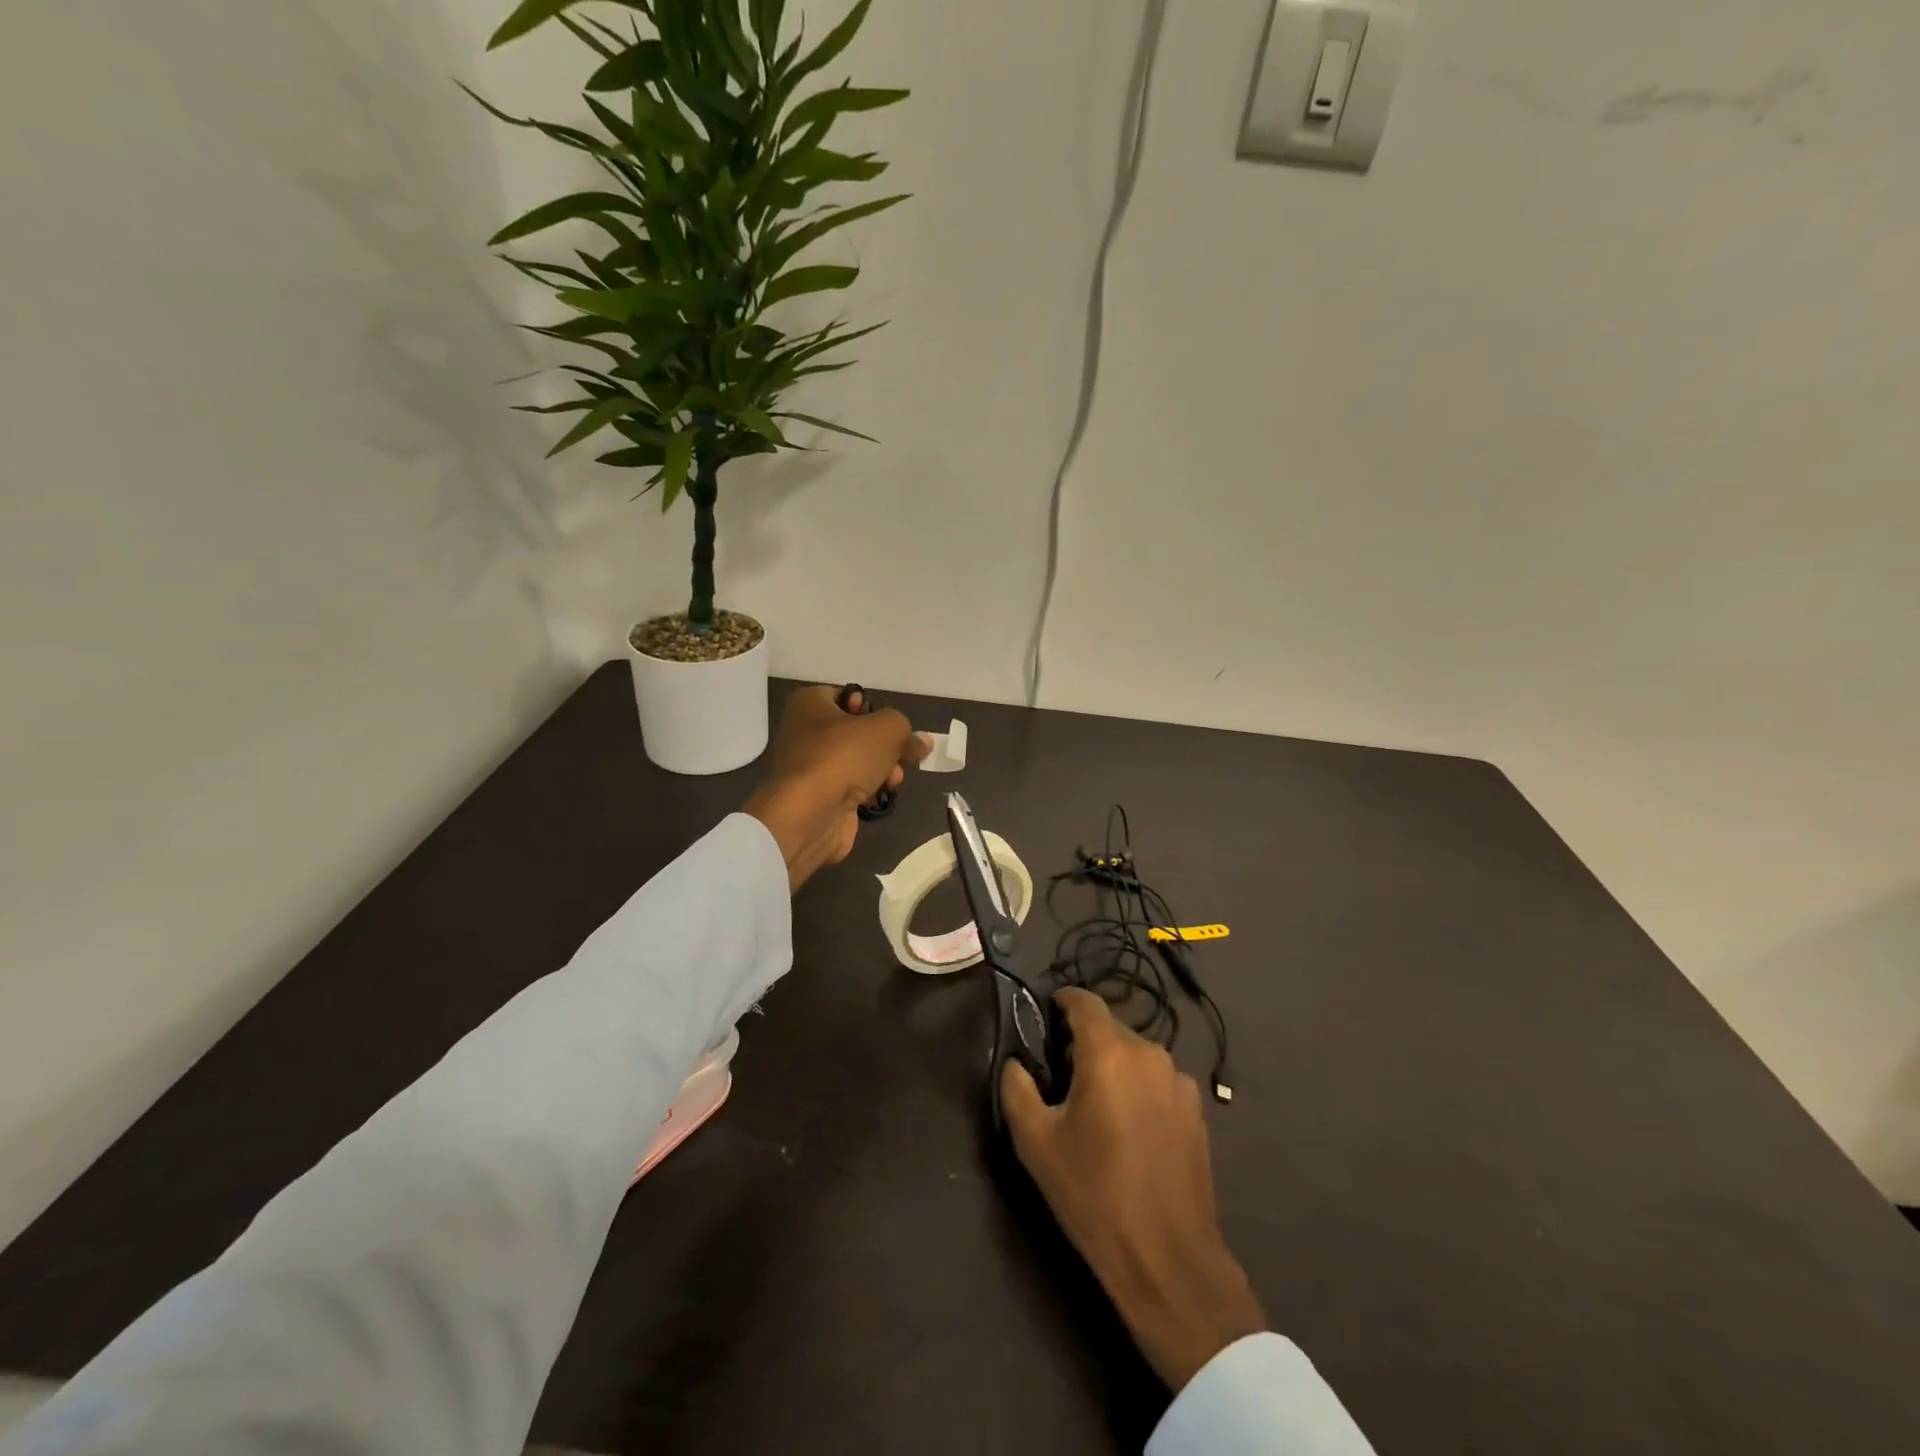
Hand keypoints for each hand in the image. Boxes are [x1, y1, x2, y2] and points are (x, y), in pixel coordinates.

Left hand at [744, 685, 928, 890]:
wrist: (810, 814)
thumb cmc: (843, 756)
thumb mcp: (887, 729)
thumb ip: (907, 731)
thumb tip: (922, 742)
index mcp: (809, 704)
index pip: (847, 696)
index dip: (872, 707)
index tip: (890, 724)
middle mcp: (804, 732)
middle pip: (857, 732)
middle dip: (885, 745)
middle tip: (901, 754)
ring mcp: (810, 768)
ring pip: (857, 761)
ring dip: (882, 768)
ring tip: (893, 778)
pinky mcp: (819, 797)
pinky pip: (852, 786)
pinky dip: (869, 790)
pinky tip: (882, 795)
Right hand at [1001, 988, 1265, 1391]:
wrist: (1168, 1259)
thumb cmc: (1094, 1194)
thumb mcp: (1036, 1142)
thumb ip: (1017, 1088)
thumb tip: (1017, 1062)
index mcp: (1109, 1053)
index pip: (1084, 1001)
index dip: (1062, 1001)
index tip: (1044, 1016)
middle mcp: (1149, 1053)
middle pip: (1110, 1028)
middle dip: (1084, 1042)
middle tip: (1061, 1077)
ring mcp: (1179, 1081)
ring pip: (1135, 1056)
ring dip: (1113, 1067)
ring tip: (1096, 1108)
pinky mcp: (1197, 1110)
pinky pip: (1158, 1081)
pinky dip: (1138, 1089)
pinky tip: (1130, 1131)